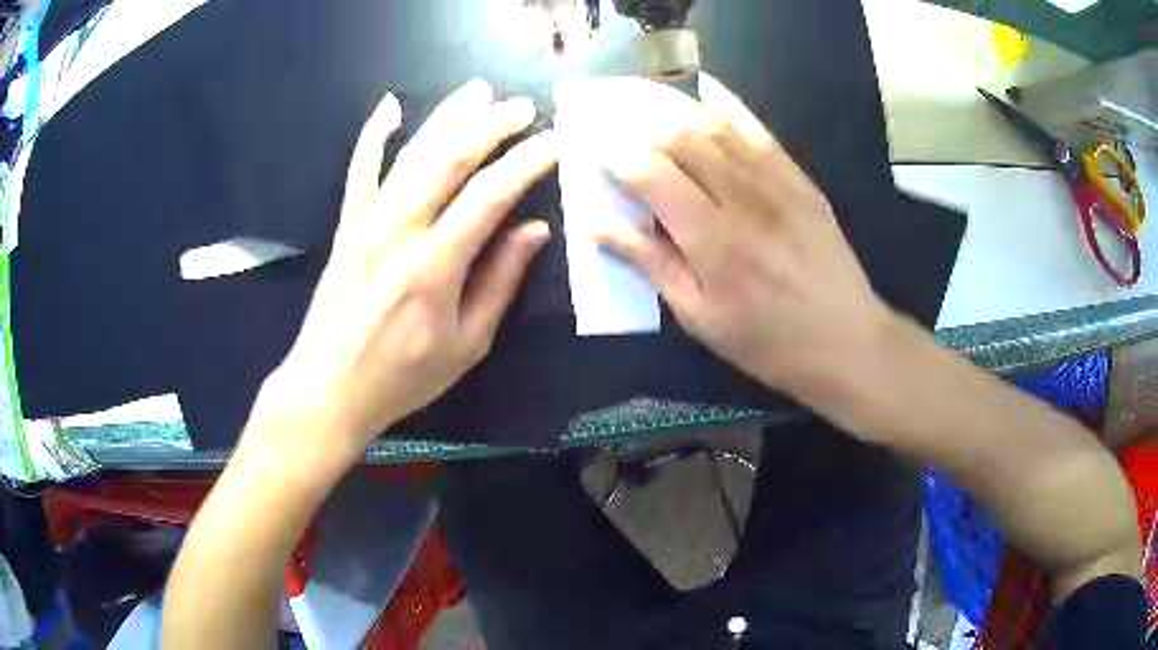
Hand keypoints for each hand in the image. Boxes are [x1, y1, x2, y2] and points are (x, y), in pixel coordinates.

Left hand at [255, 79, 557, 462]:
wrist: (328, 387)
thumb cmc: (402, 378)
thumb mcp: (465, 344)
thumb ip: (499, 282)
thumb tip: (534, 230)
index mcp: (434, 266)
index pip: (489, 196)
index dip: (526, 163)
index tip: (554, 142)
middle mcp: (398, 231)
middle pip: (448, 159)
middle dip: (490, 126)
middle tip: (522, 106)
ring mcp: (366, 223)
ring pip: (411, 155)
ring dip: (446, 118)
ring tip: (477, 91)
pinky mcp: (346, 226)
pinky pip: (359, 171)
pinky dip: (373, 136)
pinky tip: (389, 108)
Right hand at [558, 75, 889, 416]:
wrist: (847, 339)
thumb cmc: (767, 341)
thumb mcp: (701, 318)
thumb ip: (652, 263)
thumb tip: (597, 226)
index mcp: (713, 240)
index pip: (650, 174)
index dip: (612, 153)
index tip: (585, 144)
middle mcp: (742, 197)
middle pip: (678, 136)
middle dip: (630, 115)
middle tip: (597, 104)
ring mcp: (775, 181)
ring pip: (713, 124)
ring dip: (667, 102)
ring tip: (632, 90)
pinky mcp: (798, 177)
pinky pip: (756, 128)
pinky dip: (724, 103)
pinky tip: (700, 86)